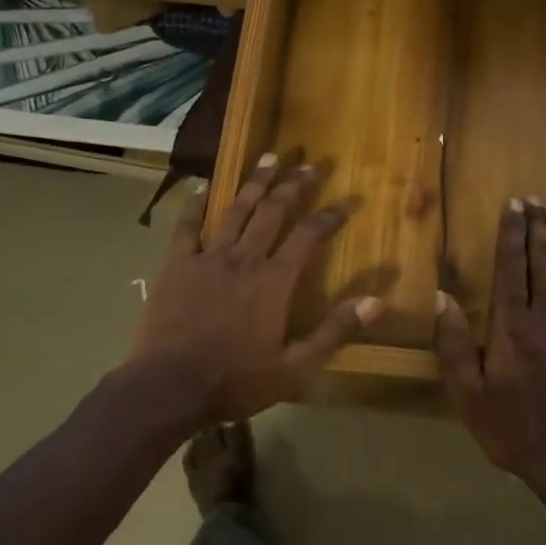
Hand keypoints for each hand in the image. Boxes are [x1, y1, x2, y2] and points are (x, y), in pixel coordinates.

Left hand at [132, 154, 384, 423]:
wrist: (168, 387)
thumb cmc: (235, 380)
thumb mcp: (295, 367)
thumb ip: (335, 332)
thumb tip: (377, 302)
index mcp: (274, 281)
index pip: (309, 236)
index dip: (330, 215)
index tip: (349, 200)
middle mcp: (244, 258)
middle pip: (274, 211)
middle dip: (294, 185)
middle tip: (310, 163)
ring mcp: (207, 257)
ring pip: (236, 210)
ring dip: (255, 182)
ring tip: (270, 157)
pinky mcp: (176, 265)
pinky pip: (187, 226)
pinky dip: (195, 204)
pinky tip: (202, 187)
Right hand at [433, 197, 545, 481]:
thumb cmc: (514, 429)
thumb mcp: (468, 393)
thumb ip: (454, 344)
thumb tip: (442, 297)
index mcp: (513, 325)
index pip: (510, 267)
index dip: (511, 233)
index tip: (514, 205)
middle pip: (544, 261)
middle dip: (539, 226)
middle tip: (538, 199)